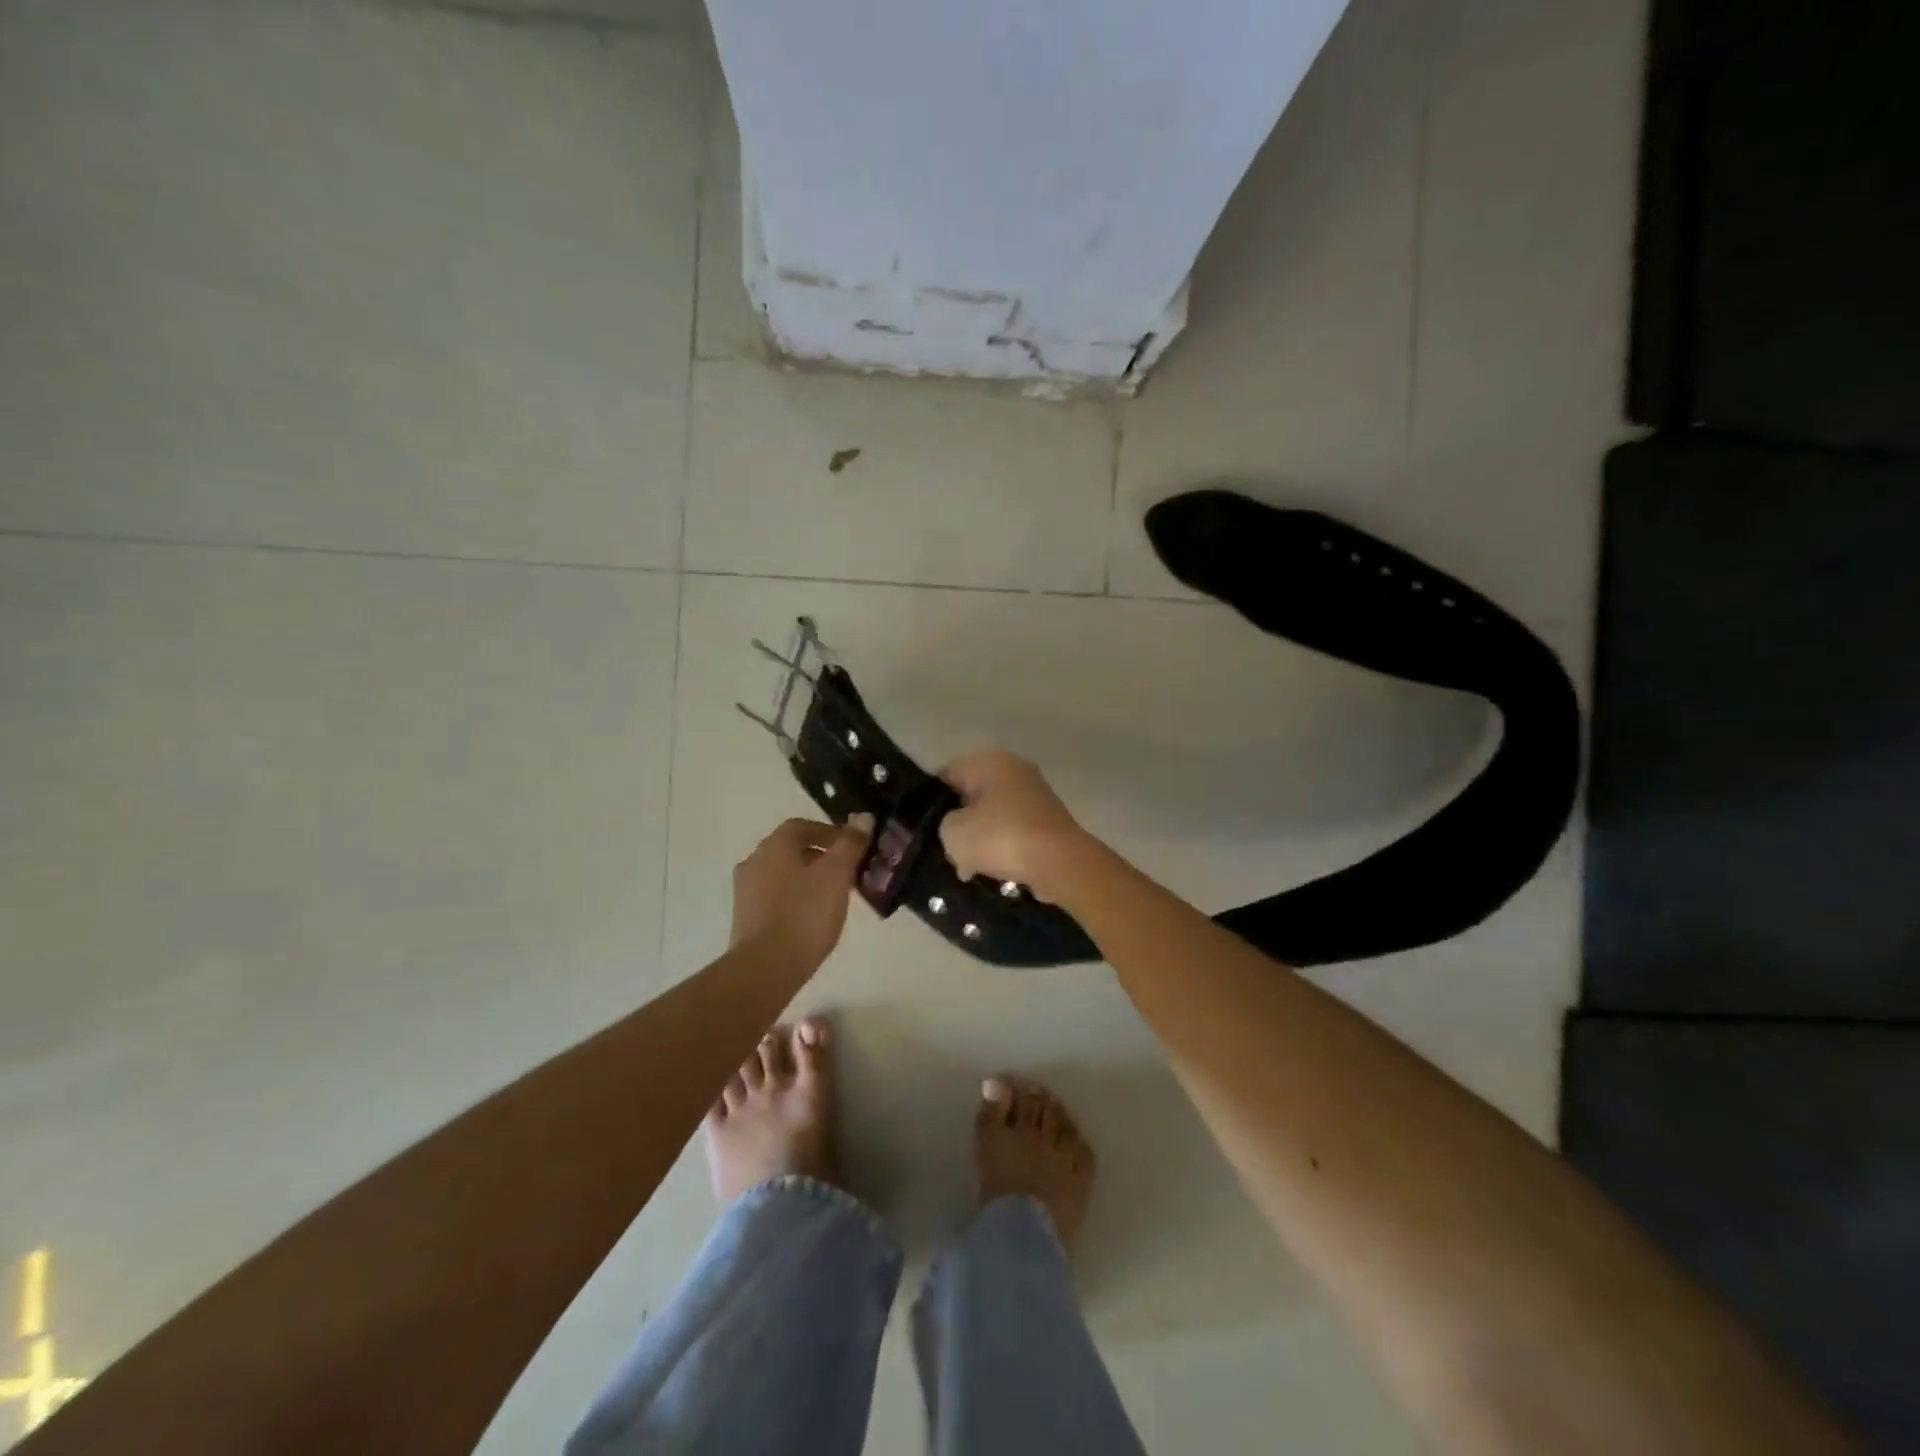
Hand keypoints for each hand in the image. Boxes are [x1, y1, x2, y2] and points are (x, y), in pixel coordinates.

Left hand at [730, 816, 871, 975]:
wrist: (765, 968)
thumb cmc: (805, 914)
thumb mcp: (836, 875)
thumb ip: (850, 844)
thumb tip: (863, 817)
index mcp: (774, 845)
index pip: (803, 825)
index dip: (830, 832)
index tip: (853, 847)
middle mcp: (754, 861)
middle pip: (792, 849)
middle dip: (821, 856)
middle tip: (848, 873)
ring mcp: (746, 891)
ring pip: (783, 874)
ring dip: (808, 878)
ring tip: (834, 897)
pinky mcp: (745, 918)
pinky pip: (775, 897)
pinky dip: (795, 898)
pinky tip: (812, 917)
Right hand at [939, 749, 1092, 903]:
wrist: (1060, 863)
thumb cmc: (1002, 838)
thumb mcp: (953, 833)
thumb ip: (942, 824)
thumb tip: (954, 828)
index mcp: (988, 760)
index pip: (946, 775)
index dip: (931, 803)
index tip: (926, 830)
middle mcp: (1014, 768)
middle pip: (972, 795)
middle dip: (959, 822)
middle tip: (947, 850)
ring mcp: (1035, 793)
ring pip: (993, 814)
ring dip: (981, 838)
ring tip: (969, 867)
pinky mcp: (1048, 819)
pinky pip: (1014, 830)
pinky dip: (1004, 847)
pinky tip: (994, 870)